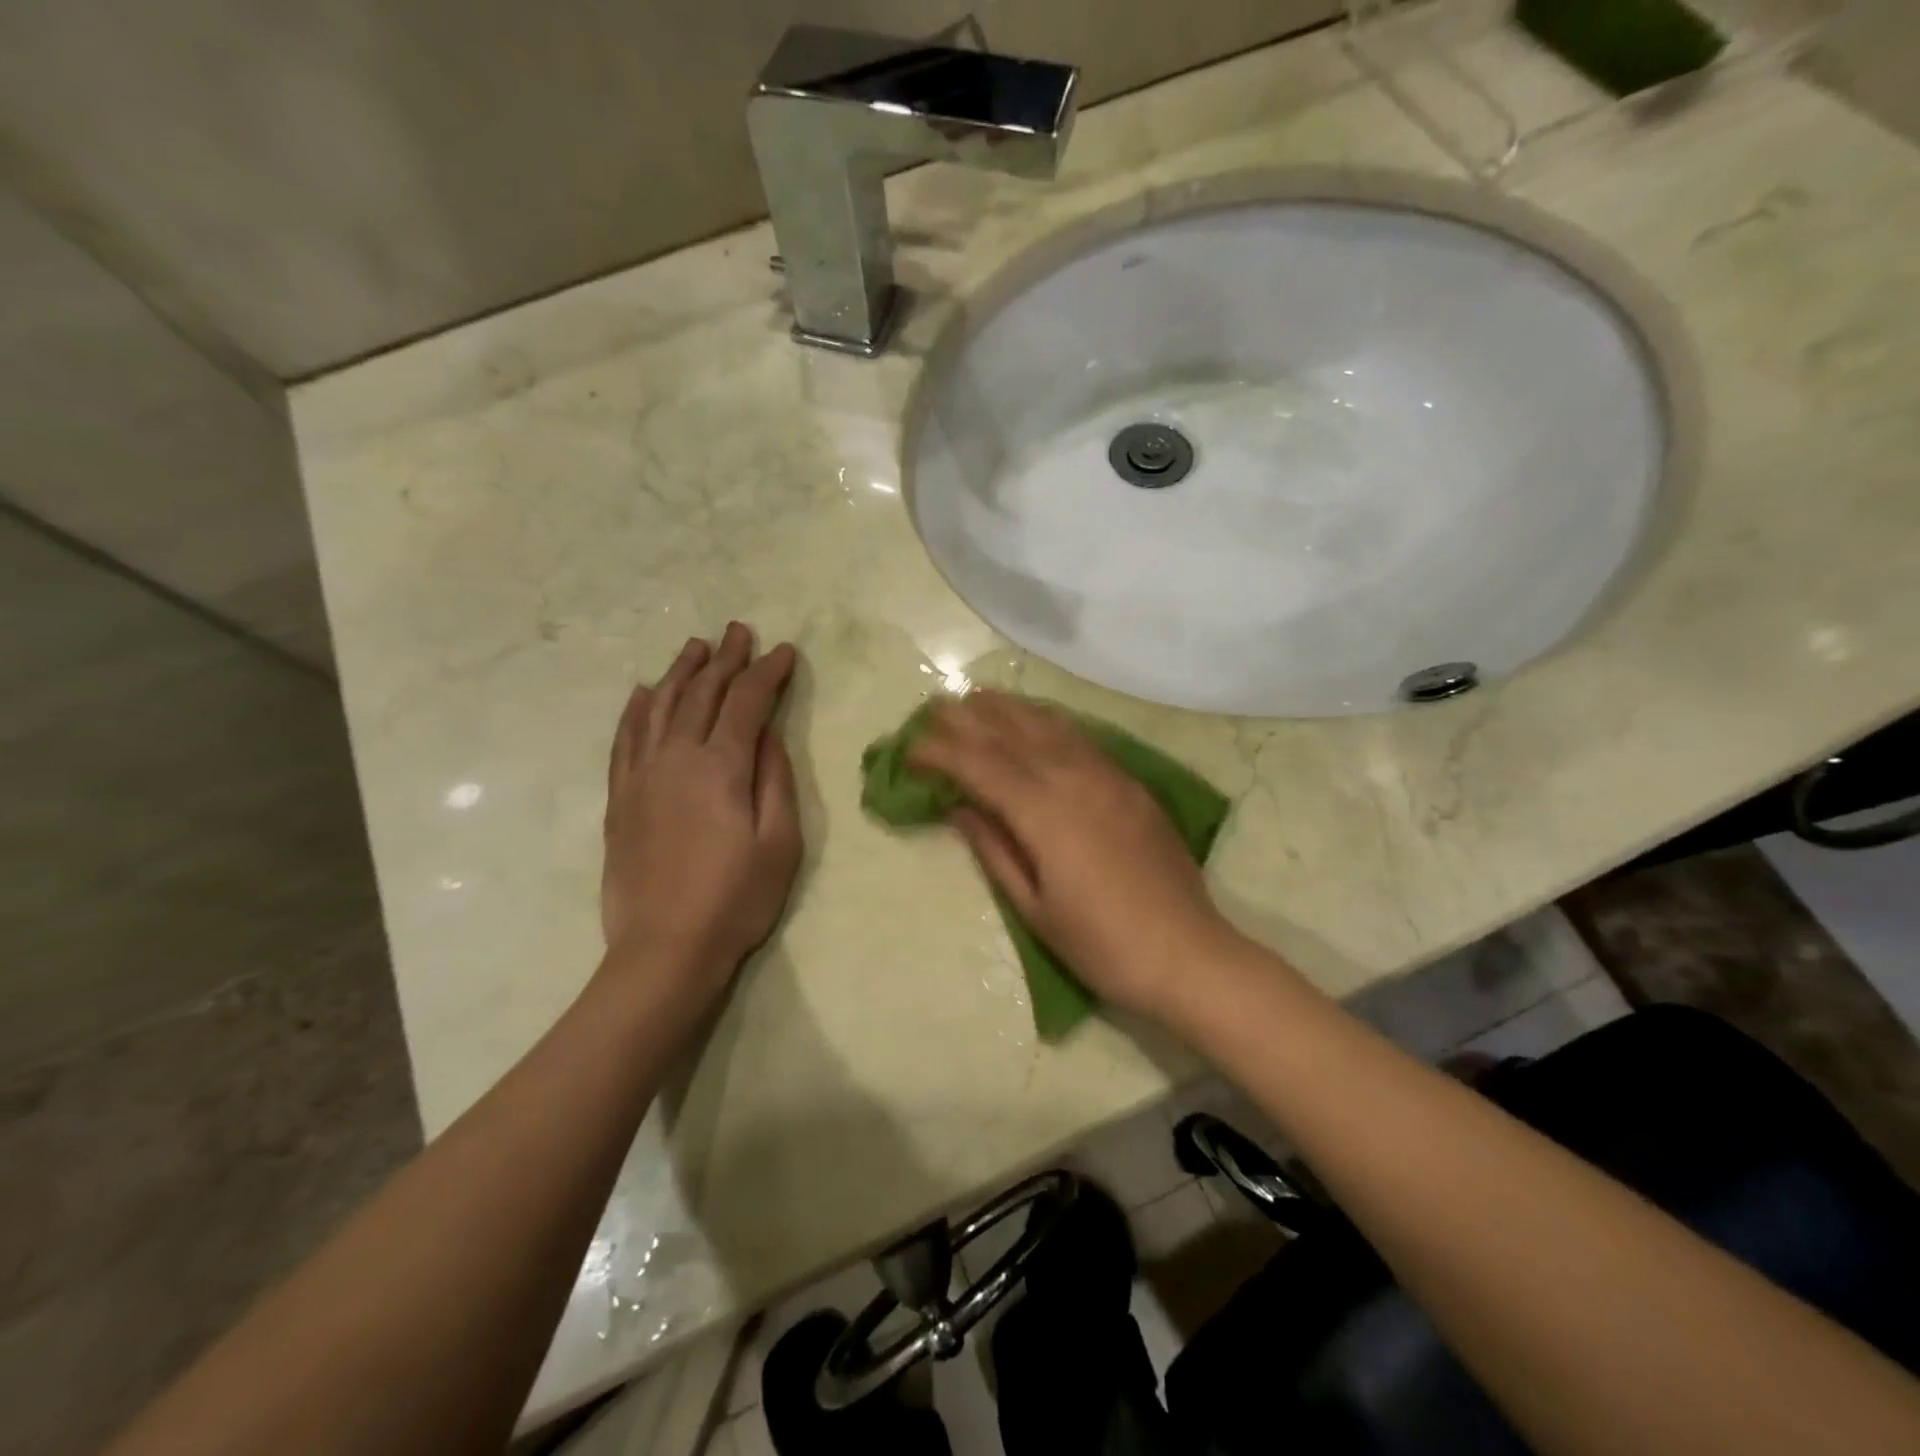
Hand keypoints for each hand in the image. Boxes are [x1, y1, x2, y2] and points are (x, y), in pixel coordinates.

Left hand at [601, 624, 801, 1002]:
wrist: (664, 950)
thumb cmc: (736, 899)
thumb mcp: (779, 842)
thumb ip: (774, 779)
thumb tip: (769, 733)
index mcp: (720, 768)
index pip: (746, 703)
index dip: (767, 673)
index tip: (784, 651)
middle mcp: (676, 759)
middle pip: (701, 694)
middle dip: (725, 660)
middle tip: (739, 631)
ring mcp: (641, 776)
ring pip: (659, 707)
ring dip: (680, 672)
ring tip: (696, 647)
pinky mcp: (619, 798)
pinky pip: (624, 739)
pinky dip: (634, 709)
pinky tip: (641, 692)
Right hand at [908, 692, 1239, 1021]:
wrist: (1186, 953)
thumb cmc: (1101, 944)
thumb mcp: (1034, 908)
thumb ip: (994, 849)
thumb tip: (959, 808)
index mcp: (1044, 814)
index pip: (980, 767)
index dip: (940, 753)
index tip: (909, 749)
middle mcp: (1074, 780)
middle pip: (1012, 735)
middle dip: (969, 718)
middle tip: (934, 707)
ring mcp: (1108, 777)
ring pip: (1050, 727)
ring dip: (1009, 709)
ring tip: (978, 697)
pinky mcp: (1131, 783)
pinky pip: (1082, 738)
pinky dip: (1051, 721)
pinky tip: (1038, 718)